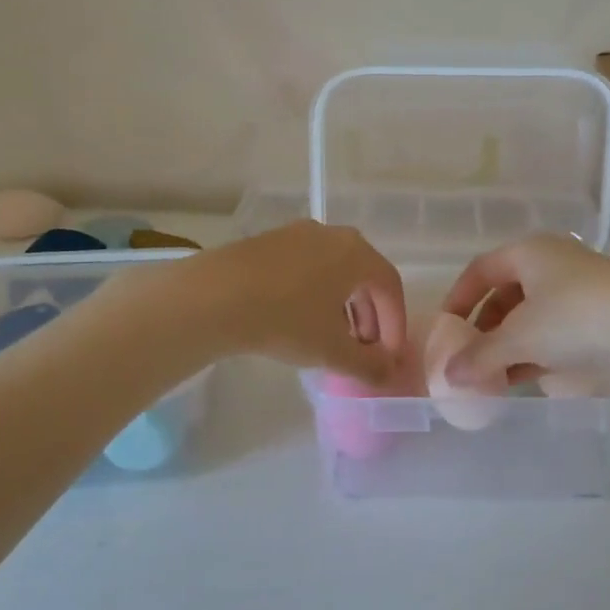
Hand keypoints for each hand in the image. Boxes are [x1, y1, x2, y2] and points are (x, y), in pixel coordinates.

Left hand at [181, 221, 406, 384]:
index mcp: (357, 253)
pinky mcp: (270, 242)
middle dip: (370, 317)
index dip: (395, 325)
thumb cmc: (286, 320)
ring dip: (343, 307)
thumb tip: (388, 374)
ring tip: (333, 340)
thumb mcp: (332, 350)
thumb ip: (368, 365)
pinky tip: (301, 321)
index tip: (388, 358)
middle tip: (364, 350)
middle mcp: (333, 235)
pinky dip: (316, 294)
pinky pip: (308, 268)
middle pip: (364, 277)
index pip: (391, 288)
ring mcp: (299, 234)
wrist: (214, 297)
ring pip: (335, 272)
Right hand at [438, 234, 609, 388]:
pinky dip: (536, 350)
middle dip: (485, 327)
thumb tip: (447, 374)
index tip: (445, 329)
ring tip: (494, 375)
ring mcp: (580, 289)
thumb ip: (480, 356)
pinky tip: (527, 377)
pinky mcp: (601, 315)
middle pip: (506, 293)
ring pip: (532, 315)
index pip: (480, 270)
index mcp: (529, 252)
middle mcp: (552, 263)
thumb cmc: (577, 318)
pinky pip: (555, 330)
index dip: (459, 298)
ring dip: (510, 343)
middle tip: (470, 357)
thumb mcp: (521, 338)